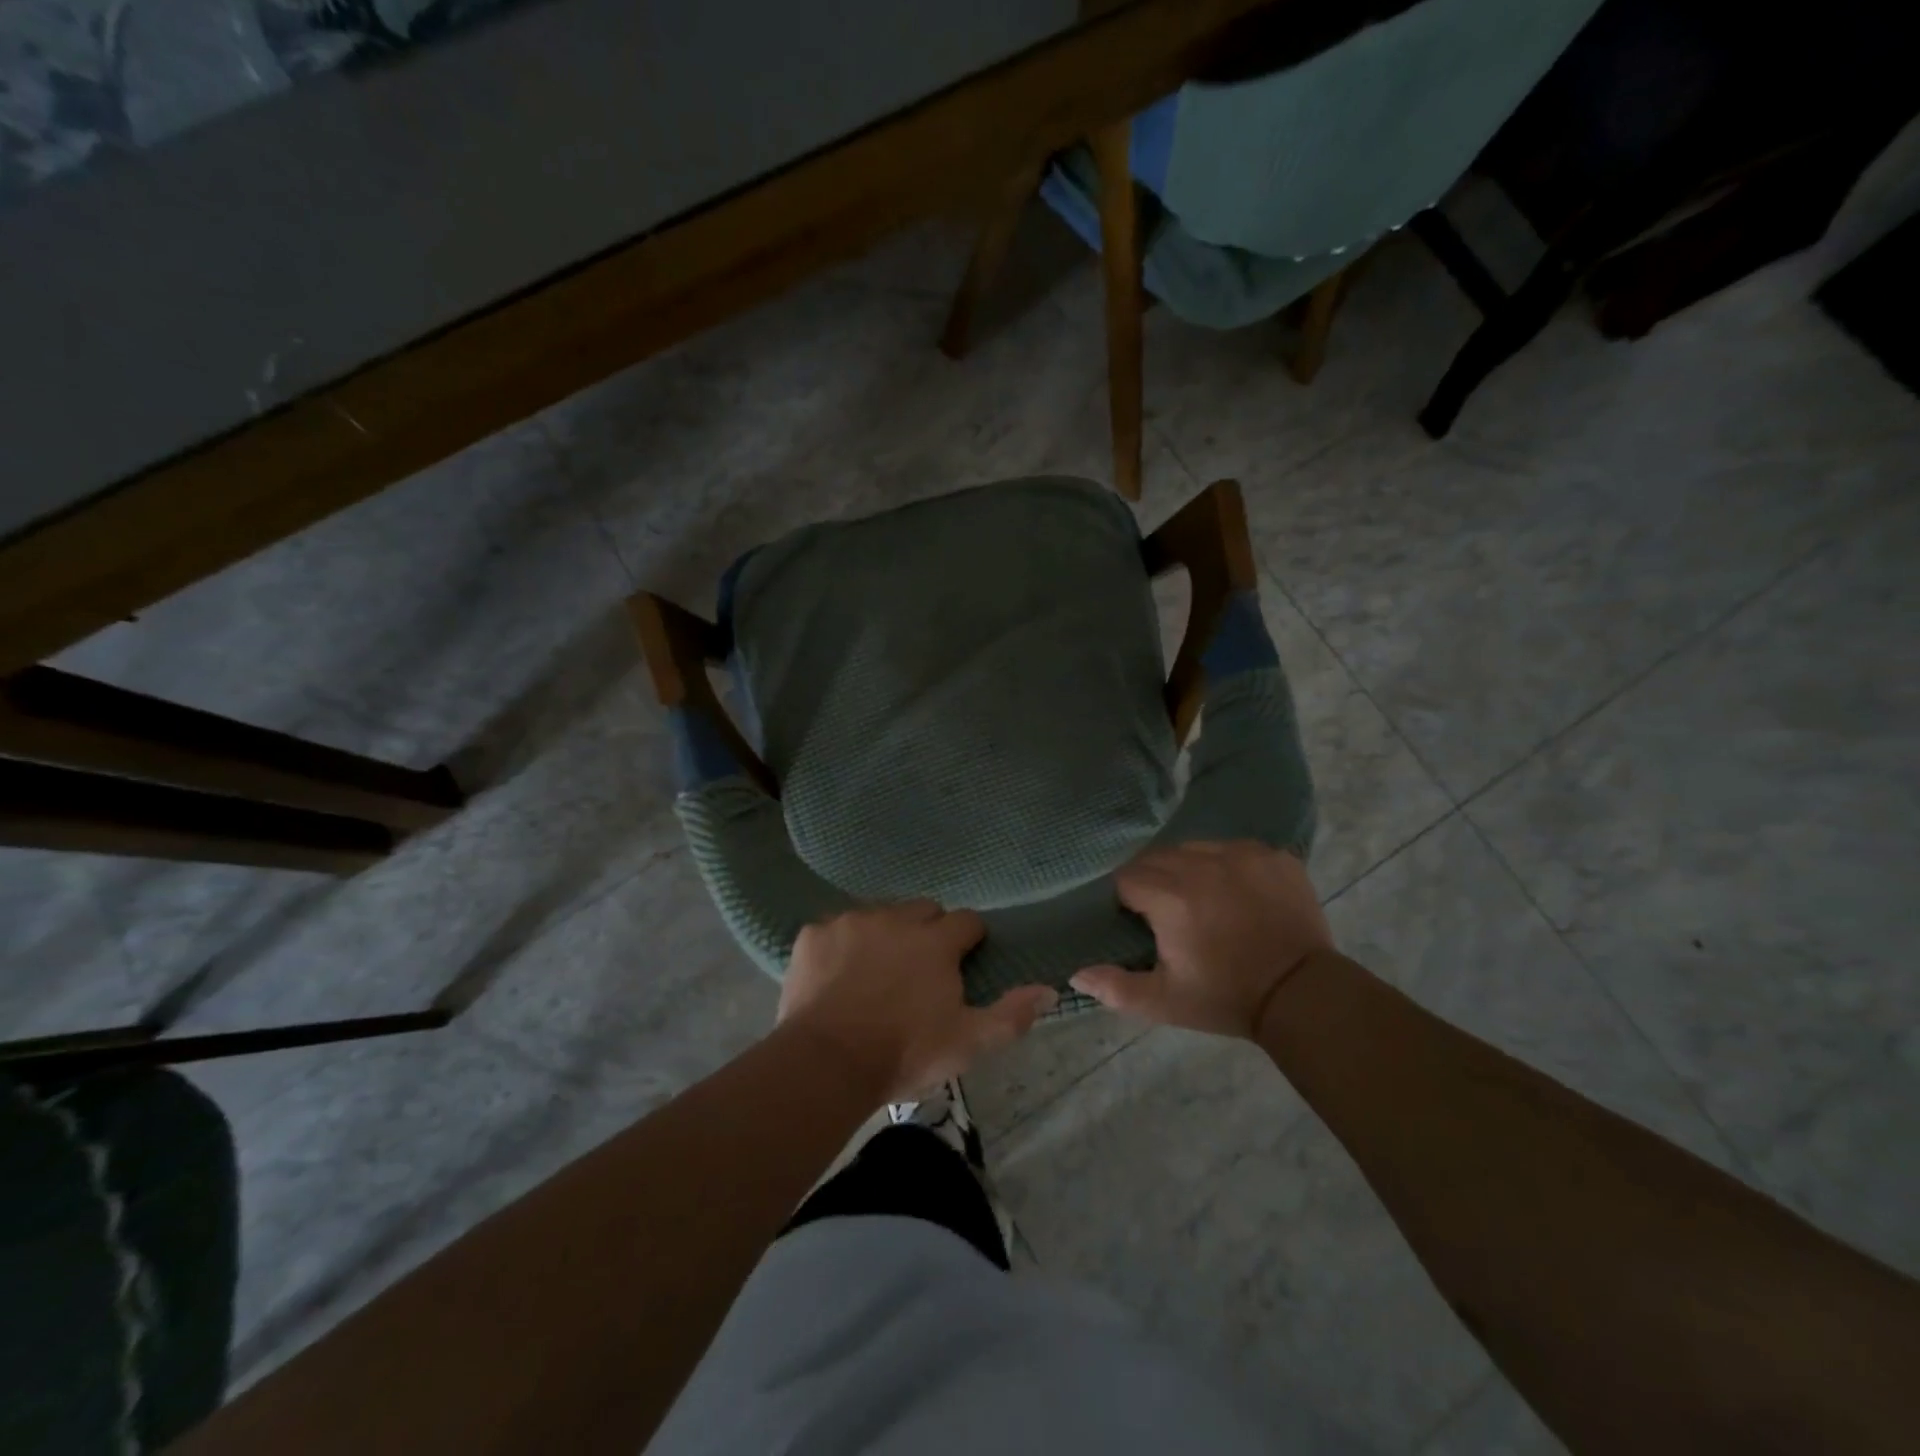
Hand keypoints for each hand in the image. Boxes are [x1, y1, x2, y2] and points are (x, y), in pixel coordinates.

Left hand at [778, 901, 1056, 1103]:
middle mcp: (896, 919)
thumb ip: (1011, 1015)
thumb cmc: (904, 1053)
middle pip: (923, 910)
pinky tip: (836, 976)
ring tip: (875, 974)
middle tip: (919, 970)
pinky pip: (835, 928)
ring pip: (879, 915)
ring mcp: (851, 921)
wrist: (826, 1062)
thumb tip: (1050, 989)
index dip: (968, 940)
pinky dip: (841, 945)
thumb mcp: (967, 1043)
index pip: (967, 921)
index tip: (962, 962)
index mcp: (936, 941)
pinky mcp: (814, 933)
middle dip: (928, 931)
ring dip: (885, 935)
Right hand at [1071, 841, 1332, 1039]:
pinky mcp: (1274, 855)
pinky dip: (1228, 866)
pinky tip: (1239, 895)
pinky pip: (1234, 849)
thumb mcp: (1164, 1002)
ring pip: (1195, 848)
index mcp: (1171, 897)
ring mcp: (1243, 854)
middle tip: (1171, 914)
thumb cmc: (1226, 997)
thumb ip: (1115, 987)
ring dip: (1190, 869)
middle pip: (1158, 858)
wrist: (1304, 996)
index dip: (1131, 901)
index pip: (1128, 878)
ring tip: (1205, 901)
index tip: (1146, 924)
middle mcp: (1203, 865)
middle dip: (1156, 881)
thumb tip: (1075, 974)